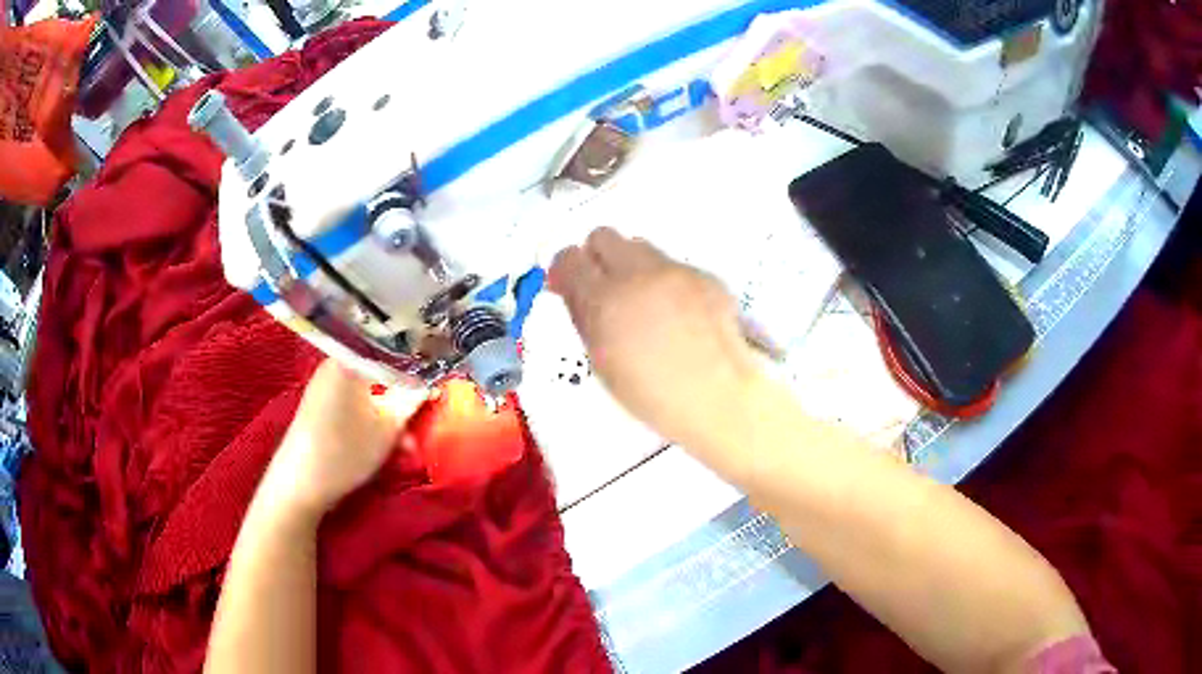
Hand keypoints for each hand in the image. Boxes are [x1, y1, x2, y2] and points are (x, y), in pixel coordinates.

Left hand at [265, 359, 426, 519]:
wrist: (300, 483)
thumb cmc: (345, 450)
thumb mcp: (388, 428)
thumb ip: (411, 401)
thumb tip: (429, 384)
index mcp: (349, 358)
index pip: (391, 348)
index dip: (416, 363)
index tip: (434, 380)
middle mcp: (334, 363)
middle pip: (379, 370)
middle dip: (403, 396)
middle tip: (421, 420)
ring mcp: (324, 385)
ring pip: (368, 390)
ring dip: (389, 413)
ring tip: (404, 444)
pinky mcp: (319, 405)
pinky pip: (354, 401)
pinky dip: (371, 417)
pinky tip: (381, 443)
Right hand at [548, 228, 763, 461]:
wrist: (719, 397)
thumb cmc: (652, 394)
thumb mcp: (602, 361)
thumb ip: (582, 316)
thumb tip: (571, 288)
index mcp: (605, 299)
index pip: (570, 258)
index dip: (566, 270)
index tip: (568, 284)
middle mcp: (638, 274)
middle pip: (603, 236)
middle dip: (598, 257)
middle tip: (604, 287)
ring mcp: (676, 270)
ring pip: (640, 247)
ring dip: (632, 266)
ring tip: (644, 303)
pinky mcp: (705, 275)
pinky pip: (674, 265)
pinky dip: (667, 282)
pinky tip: (680, 315)